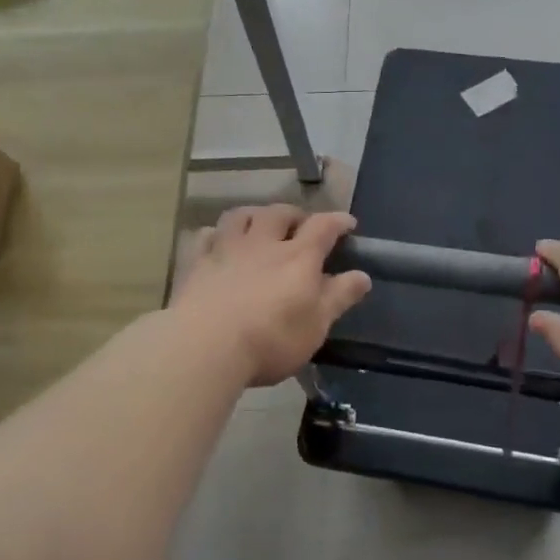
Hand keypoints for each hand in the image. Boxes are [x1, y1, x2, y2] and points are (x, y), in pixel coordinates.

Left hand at [172, 206, 371, 387]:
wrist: (206, 346)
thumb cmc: (271, 339)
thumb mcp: (317, 324)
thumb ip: (339, 297)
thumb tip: (362, 276)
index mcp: (298, 257)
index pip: (323, 226)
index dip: (338, 221)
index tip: (348, 223)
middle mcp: (263, 243)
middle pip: (280, 213)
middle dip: (295, 214)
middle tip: (301, 225)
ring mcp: (227, 250)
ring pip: (241, 215)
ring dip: (255, 215)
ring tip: (260, 225)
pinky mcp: (197, 263)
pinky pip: (206, 235)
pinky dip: (216, 234)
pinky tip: (218, 242)